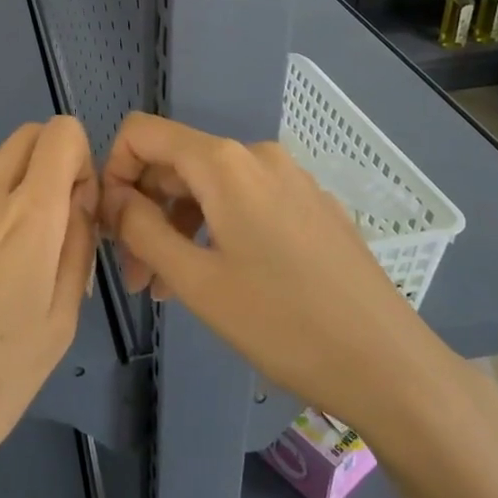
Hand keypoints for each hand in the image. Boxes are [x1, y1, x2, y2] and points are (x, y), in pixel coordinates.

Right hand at [100, 113, 467, 439]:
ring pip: (210, 187)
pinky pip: (246, 202)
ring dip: (177, 228)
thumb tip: (112, 197)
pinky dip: (215, 231)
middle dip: (144, 211)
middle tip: (135, 276)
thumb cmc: (283, 323)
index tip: (108, 227)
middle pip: (176, 163)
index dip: (113, 171)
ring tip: (168, 289)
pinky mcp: (312, 206)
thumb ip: (141, 229)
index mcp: (225, 163)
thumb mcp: (197, 281)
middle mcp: (258, 156)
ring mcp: (291, 179)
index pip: (142, 133)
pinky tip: (216, 281)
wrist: (389, 363)